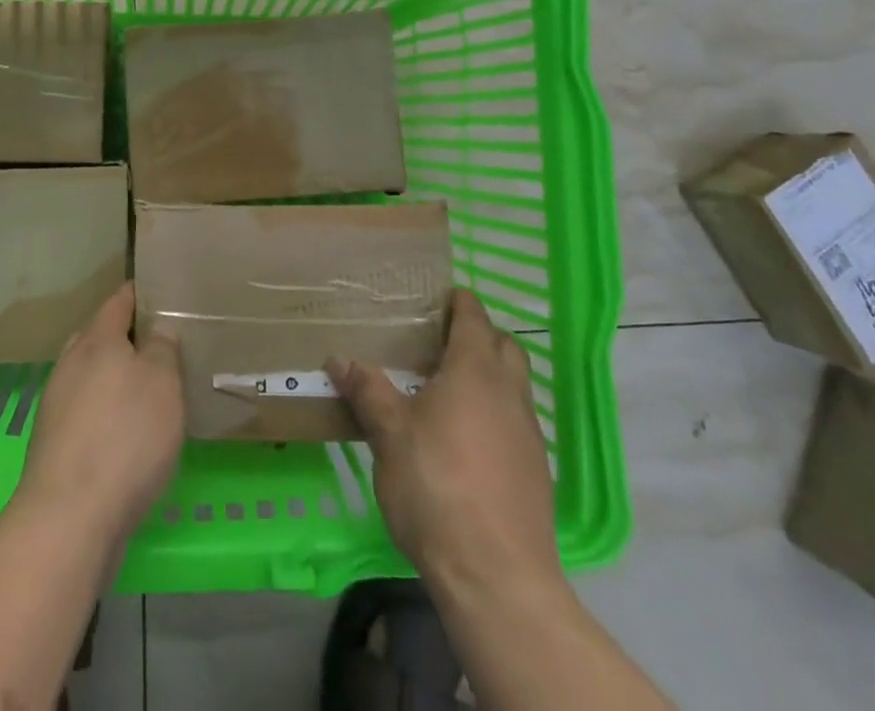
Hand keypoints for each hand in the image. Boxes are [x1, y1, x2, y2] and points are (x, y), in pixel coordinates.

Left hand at [18, 283, 184, 545]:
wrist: (69, 520)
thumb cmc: (125, 437)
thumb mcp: (162, 382)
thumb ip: (162, 348)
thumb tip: (157, 328)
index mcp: (96, 339)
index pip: (120, 300)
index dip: (143, 294)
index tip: (167, 293)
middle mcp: (71, 364)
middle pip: (101, 336)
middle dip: (129, 336)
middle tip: (166, 343)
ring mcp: (58, 405)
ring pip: (92, 375)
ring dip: (117, 377)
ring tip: (153, 388)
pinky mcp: (55, 445)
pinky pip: (88, 411)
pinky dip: (108, 411)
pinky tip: (129, 432)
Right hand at [328, 289, 561, 596]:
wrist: (497, 576)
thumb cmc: (436, 487)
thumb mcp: (389, 435)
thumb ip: (367, 391)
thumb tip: (338, 359)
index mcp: (475, 370)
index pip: (473, 316)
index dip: (457, 301)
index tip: (436, 298)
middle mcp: (509, 392)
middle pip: (504, 345)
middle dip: (478, 335)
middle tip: (439, 343)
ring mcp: (529, 433)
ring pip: (513, 385)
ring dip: (488, 376)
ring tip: (446, 392)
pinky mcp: (536, 472)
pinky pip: (516, 422)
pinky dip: (494, 414)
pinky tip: (465, 441)